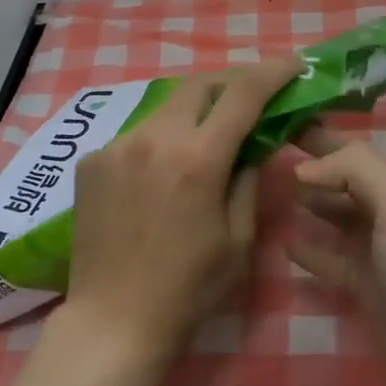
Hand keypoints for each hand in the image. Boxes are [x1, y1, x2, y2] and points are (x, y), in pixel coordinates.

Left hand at [64, 58, 301, 363]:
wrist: (112, 321)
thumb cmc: (188, 288)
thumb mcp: (238, 237)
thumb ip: (248, 178)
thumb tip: (253, 143)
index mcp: (197, 159)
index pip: (243, 94)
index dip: (272, 72)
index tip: (293, 65)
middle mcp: (154, 138)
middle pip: (199, 84)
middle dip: (231, 83)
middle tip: (251, 99)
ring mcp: (117, 146)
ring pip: (167, 107)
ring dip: (195, 112)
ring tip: (208, 138)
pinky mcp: (92, 161)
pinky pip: (138, 134)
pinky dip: (162, 139)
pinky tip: (165, 171)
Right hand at [287, 127, 385, 385]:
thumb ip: (355, 170)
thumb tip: (303, 169)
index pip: (349, 150)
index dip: (317, 134)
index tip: (275, 120)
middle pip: (340, 180)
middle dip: (308, 164)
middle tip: (260, 153)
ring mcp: (377, 255)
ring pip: (334, 216)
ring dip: (307, 201)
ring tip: (265, 190)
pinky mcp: (366, 291)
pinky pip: (331, 260)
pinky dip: (310, 248)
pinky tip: (285, 241)